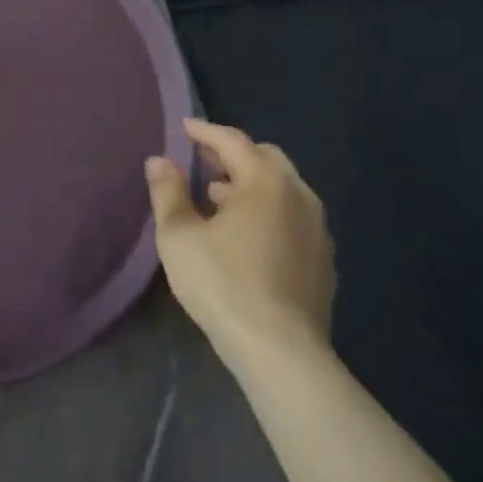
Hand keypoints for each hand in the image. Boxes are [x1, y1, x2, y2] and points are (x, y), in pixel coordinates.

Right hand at [146, 119, 334, 366]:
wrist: (282, 353)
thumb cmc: (223, 284)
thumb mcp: (179, 236)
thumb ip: (168, 192)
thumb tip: (158, 160)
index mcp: (265, 181)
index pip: (232, 141)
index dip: (204, 132)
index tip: (184, 128)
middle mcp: (298, 195)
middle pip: (265, 158)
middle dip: (233, 154)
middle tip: (204, 162)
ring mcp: (317, 229)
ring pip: (283, 188)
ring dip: (252, 184)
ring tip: (220, 198)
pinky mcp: (324, 260)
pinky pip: (293, 217)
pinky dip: (270, 210)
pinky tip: (248, 235)